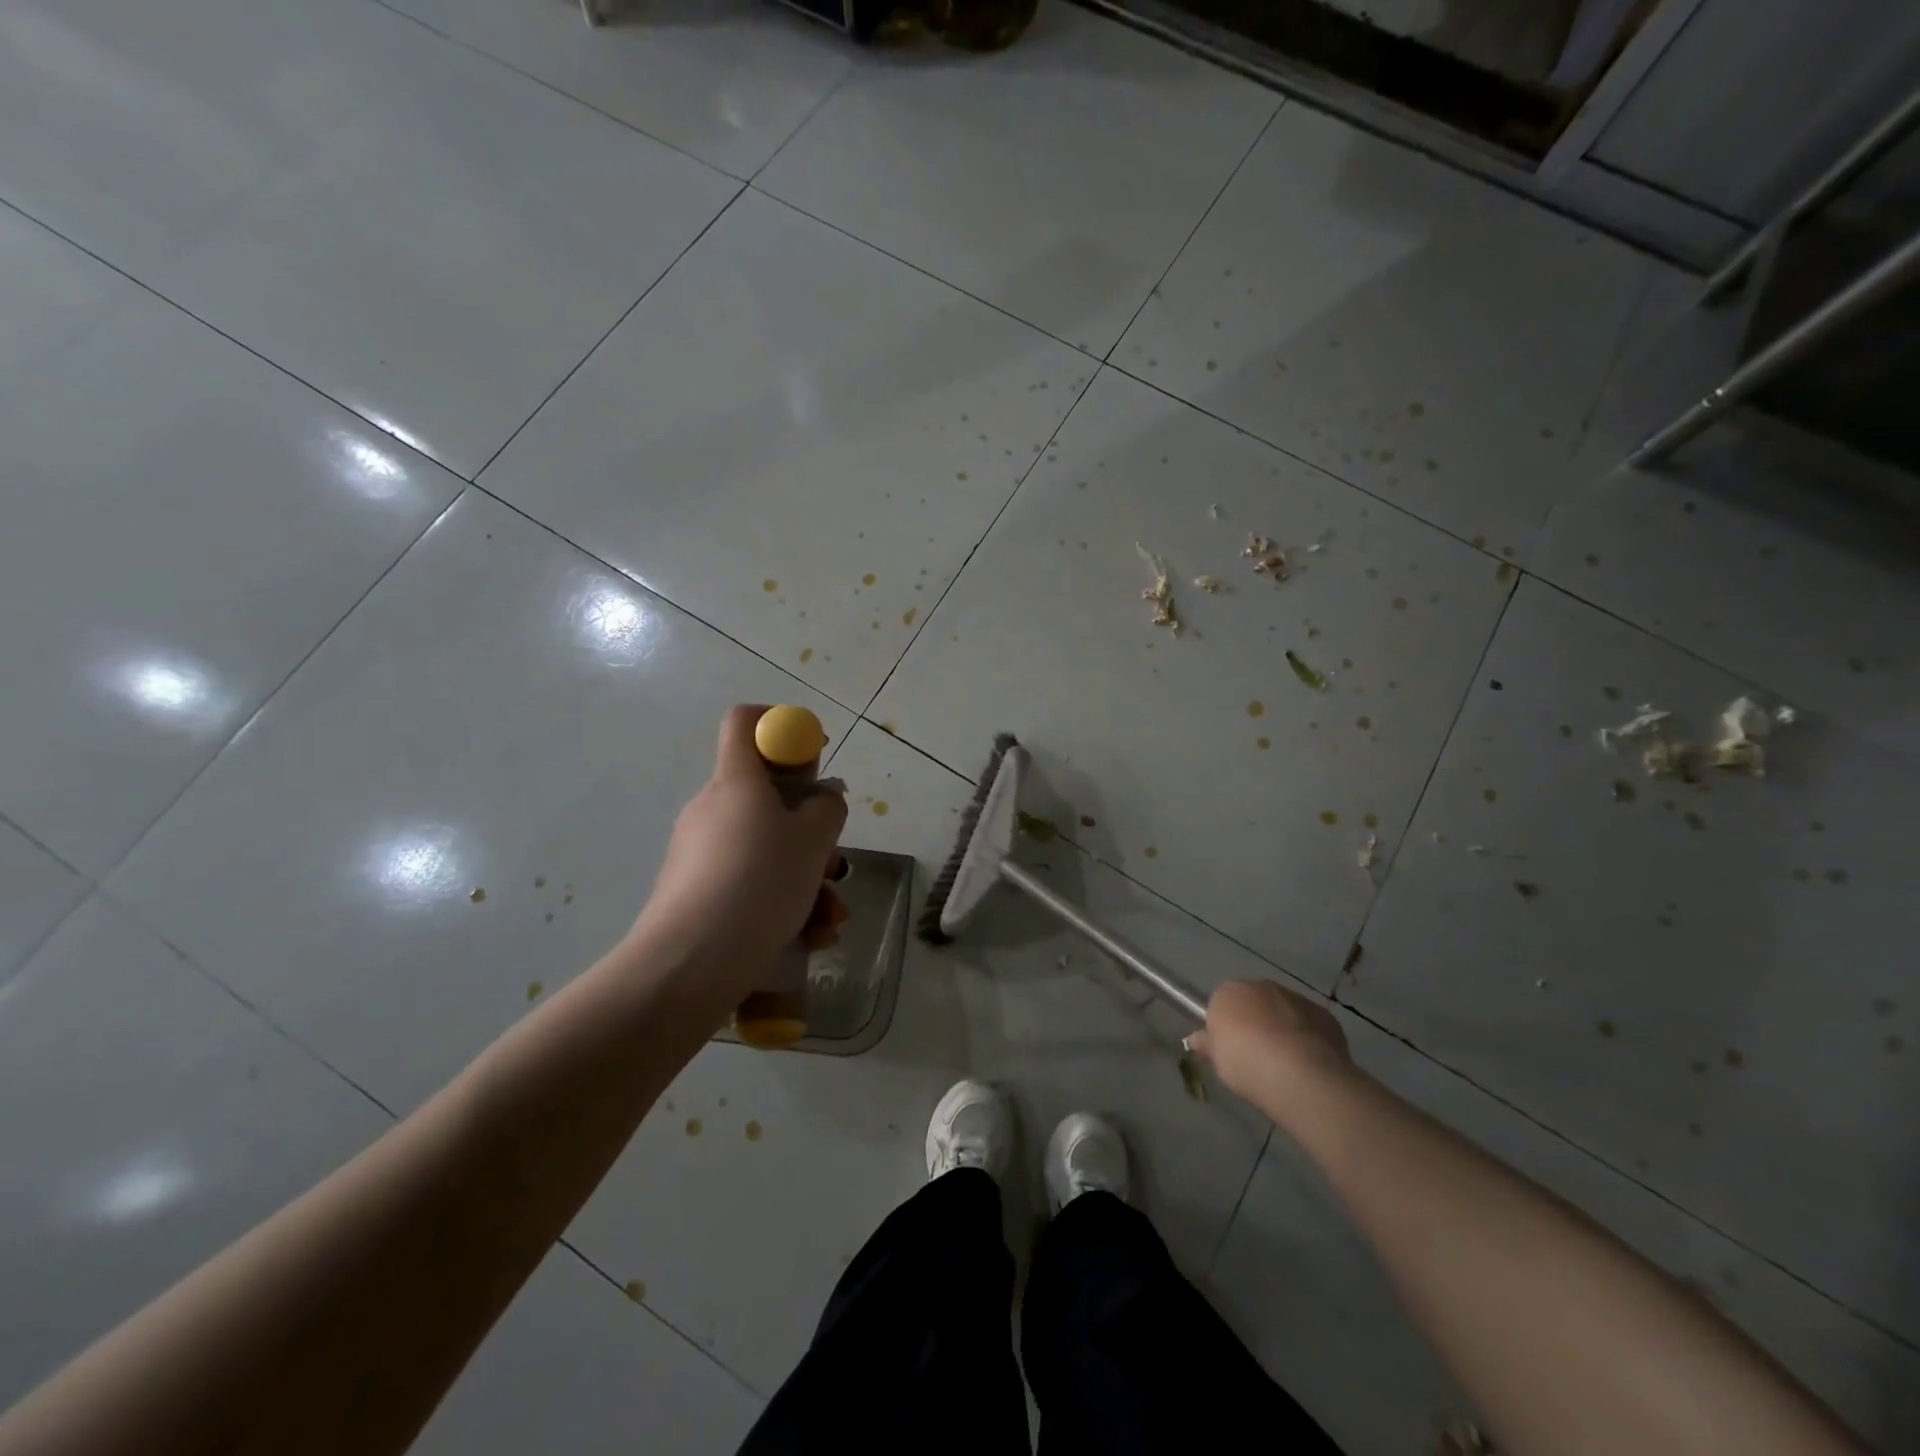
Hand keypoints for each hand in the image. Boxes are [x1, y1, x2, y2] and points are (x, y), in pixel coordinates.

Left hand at [633, 705, 847, 982]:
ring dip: (806, 876)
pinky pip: (750, 881)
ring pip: (766, 848)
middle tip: (835, 862)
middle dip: (811, 828)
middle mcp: (714, 809)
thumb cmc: (759, 883)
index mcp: (736, 781)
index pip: (746, 721)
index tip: (815, 756)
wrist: (689, 964)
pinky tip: (809, 936)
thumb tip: (823, 796)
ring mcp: (702, 853)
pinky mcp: (697, 892)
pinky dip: (783, 901)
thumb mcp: (813, 840)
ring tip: (831, 917)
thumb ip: (827, 807)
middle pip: (767, 796)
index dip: (782, 726)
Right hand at [1185, 979, 1354, 1104]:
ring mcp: (1295, 998)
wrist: (1300, 1076)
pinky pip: (1309, 1023)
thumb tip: (1194, 1039)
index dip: (1225, 1026)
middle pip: (1254, 1002)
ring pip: (1283, 1010)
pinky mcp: (1324, 1014)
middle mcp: (1261, 986)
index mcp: (1228, 992)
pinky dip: (1307, 1037)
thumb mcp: (1217, 1061)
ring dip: (1282, 1028)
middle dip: (1255, 1022)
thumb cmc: (1246, 1064)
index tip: (1230, 1048)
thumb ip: (1206, 1045)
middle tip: (1256, 1055)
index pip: (1221, 1002)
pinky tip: (1308, 1062)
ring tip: (1285, 1063)